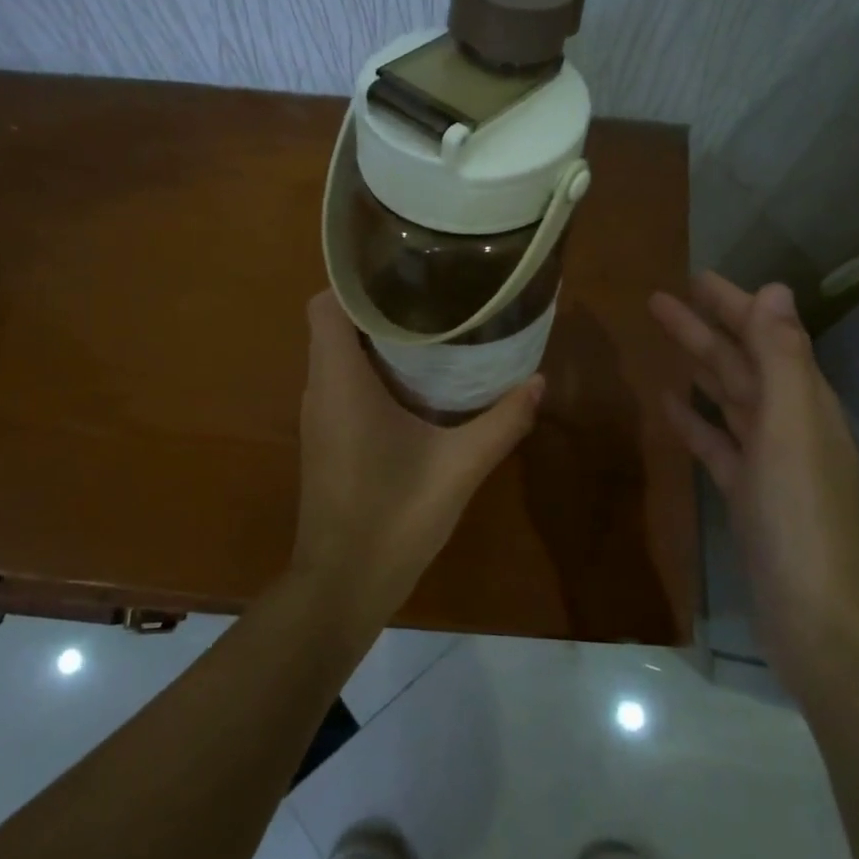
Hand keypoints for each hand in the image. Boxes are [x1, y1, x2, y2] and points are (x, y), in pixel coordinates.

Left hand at [292, 292, 543, 625]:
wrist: (343, 585)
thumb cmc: (394, 516)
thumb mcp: (460, 466)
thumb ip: (503, 421)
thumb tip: (539, 381)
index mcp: (340, 382)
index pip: (327, 305)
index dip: (358, 282)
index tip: (404, 272)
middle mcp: (320, 390)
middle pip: (334, 324)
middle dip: (378, 306)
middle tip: (432, 295)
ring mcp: (318, 417)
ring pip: (337, 354)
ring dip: (375, 339)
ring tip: (430, 327)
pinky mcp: (326, 438)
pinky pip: (341, 383)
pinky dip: (370, 369)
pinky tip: (416, 382)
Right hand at [650, 273, 858, 690]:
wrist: (820, 618)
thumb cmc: (802, 515)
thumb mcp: (792, 426)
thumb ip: (781, 357)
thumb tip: (774, 289)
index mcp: (804, 402)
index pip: (765, 336)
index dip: (733, 304)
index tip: (696, 277)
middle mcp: (789, 424)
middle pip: (741, 363)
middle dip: (705, 328)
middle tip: (659, 299)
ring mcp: (767, 463)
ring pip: (728, 400)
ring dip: (698, 367)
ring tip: (662, 341)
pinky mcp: (746, 496)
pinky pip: (717, 444)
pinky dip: (694, 421)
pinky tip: (668, 406)